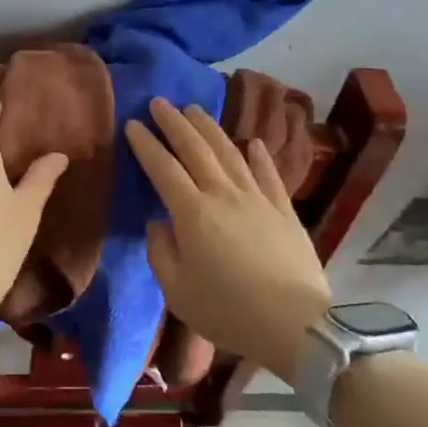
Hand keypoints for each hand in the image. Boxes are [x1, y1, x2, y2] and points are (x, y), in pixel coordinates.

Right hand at [126, 96, 331, 380]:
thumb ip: (160, 253)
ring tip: (195, 110)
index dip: (146, 144)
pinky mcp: (284, 210)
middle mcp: (223, 194)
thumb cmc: (228, 311)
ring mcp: (257, 198)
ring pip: (230, 152)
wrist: (295, 324)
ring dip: (210, 128)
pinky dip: (260, 155)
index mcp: (192, 213)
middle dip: (174, 123)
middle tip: (159, 102)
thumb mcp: (177, 291)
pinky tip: (254, 142)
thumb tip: (158, 224)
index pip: (163, 168)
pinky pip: (269, 174)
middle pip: (195, 149)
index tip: (132, 124)